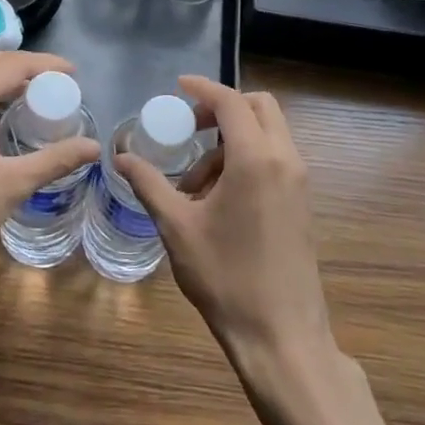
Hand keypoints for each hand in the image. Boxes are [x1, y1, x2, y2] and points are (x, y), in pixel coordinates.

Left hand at [0, 51, 98, 290]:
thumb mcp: (12, 185)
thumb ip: (55, 161)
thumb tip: (94, 147)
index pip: (12, 64)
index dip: (46, 64)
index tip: (73, 74)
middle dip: (26, 68)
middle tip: (58, 84)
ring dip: (4, 81)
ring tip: (36, 98)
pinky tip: (2, 122)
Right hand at [117, 75, 331, 369]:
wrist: (282, 337)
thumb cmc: (226, 277)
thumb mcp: (177, 228)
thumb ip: (149, 184)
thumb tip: (121, 157)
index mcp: (256, 159)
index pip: (231, 101)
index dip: (203, 88)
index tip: (178, 87)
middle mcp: (285, 160)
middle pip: (259, 107)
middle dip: (223, 108)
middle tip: (190, 129)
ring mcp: (299, 182)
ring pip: (268, 134)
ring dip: (232, 140)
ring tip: (196, 183)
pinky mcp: (302, 203)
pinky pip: (275, 159)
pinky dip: (247, 159)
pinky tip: (218, 198)